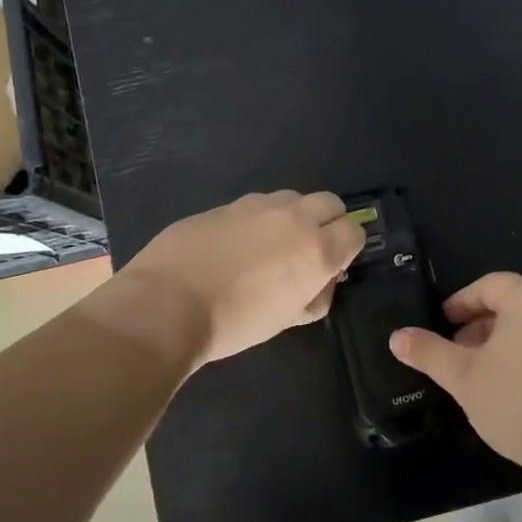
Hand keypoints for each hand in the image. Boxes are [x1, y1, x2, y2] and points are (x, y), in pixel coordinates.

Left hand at [119, 191, 364, 364]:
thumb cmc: (234, 323)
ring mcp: (256, 205)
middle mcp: (293, 218)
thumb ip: (314, 297)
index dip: (348, 248)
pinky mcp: (225, 205)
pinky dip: (258, 220)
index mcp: (316, 250)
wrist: (167, 304)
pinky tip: (235, 246)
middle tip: (308, 250)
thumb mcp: (285, 321)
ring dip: (292, 217)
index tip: (333, 266)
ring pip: (291, 198)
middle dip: (328, 222)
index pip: (354, 231)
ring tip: (270, 246)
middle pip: (329, 203)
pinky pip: (256, 205)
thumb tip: (319, 282)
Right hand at [389, 272, 521, 476]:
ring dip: (502, 339)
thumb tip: (396, 337)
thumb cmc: (518, 402)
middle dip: (479, 323)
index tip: (442, 324)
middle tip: (456, 351)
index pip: (488, 286)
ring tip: (480, 371)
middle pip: (512, 302)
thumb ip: (429, 352)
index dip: (461, 303)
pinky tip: (512, 384)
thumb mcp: (463, 377)